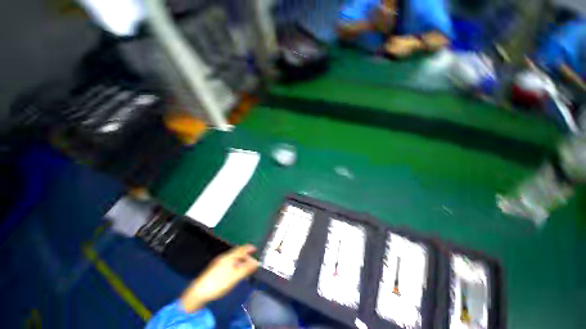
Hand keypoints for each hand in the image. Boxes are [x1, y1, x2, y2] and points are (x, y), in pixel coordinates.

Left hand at [180, 245, 257, 311]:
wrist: (199, 293)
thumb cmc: (219, 283)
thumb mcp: (235, 276)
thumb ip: (246, 268)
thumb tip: (256, 262)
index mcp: (229, 256)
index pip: (242, 248)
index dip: (249, 248)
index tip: (256, 249)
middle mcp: (224, 257)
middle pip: (238, 253)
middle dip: (246, 255)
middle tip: (252, 262)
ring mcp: (219, 262)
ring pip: (233, 258)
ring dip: (241, 260)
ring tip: (246, 267)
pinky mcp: (215, 269)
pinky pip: (229, 262)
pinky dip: (236, 264)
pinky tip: (236, 271)